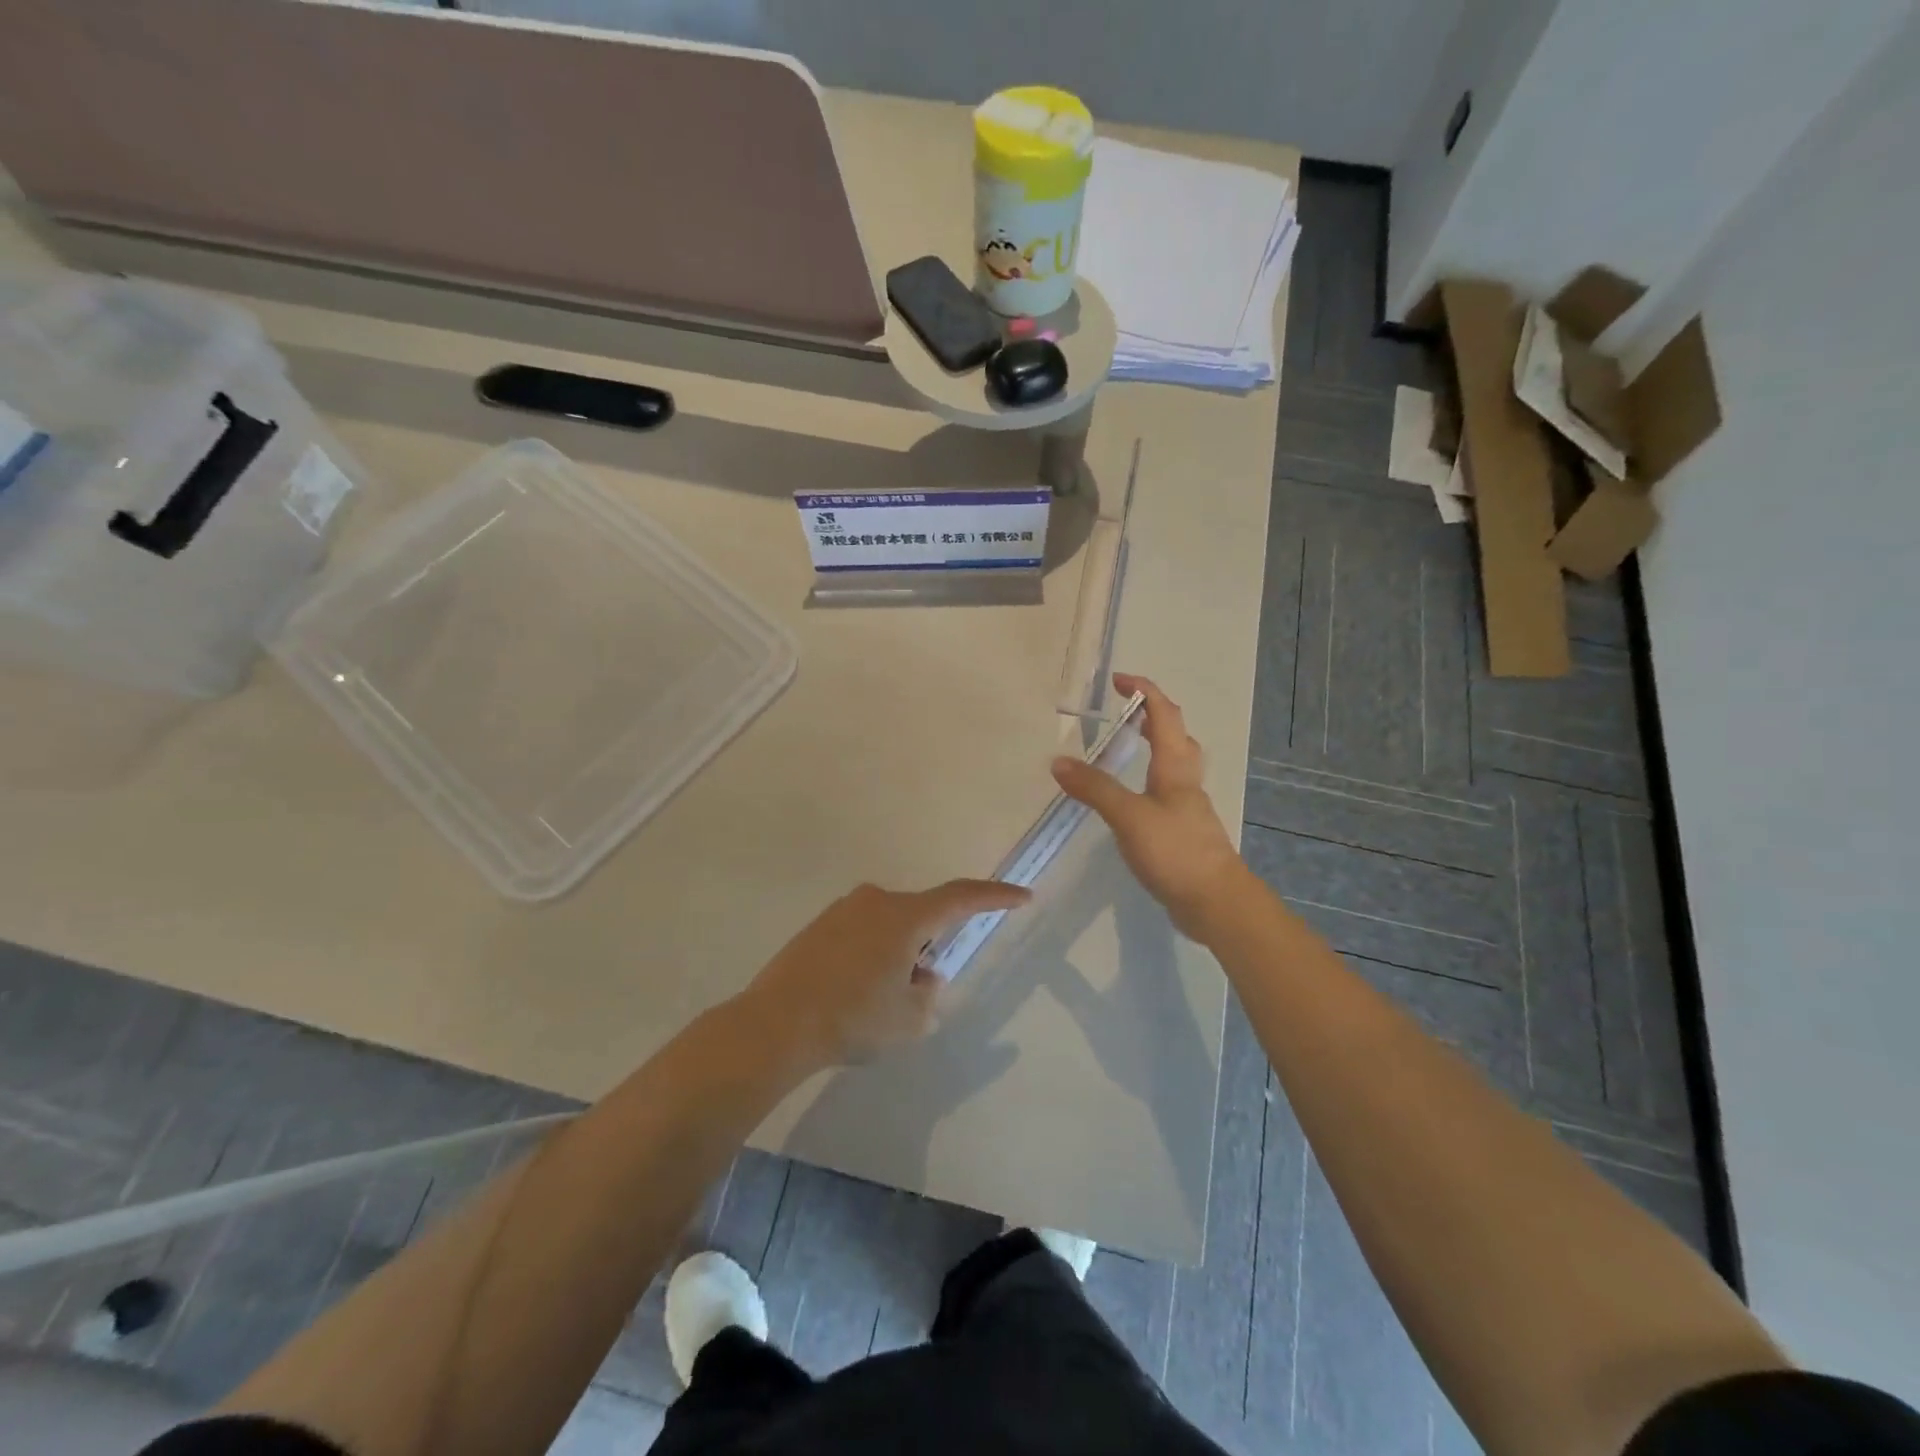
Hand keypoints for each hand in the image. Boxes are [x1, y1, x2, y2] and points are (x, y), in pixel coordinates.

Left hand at [738, 879, 1031, 1068]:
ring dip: (899, 954)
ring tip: (883, 1000)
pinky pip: (861, 934)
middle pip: (920, 917)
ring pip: (889, 927)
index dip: (995, 897)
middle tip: (922, 988)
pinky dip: (871, 957)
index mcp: (905, 916)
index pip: (960, 897)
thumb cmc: (853, 1018)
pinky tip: (856, 994)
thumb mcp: (909, 1019)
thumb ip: (928, 994)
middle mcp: (875, 901)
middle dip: (930, 947)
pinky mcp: (819, 927)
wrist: (776, 1023)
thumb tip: (923, 975)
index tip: (1022, 896)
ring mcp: (843, 911)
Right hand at [1052, 674, 1248, 937]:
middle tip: (1124, 712)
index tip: (1117, 681)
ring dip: (1155, 747)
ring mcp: (1186, 808)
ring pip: (1174, 765)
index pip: (1165, 714)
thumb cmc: (1175, 851)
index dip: (1144, 692)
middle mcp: (1185, 781)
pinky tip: (1130, 799)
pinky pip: (1165, 793)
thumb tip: (1058, 761)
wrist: (1215, 902)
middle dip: (1152, 716)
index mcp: (1175, 767)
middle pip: (1176, 736)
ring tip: (1126, 748)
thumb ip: (1095, 788)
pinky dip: (1148, 782)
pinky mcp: (1182, 832)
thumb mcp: (1129, 816)